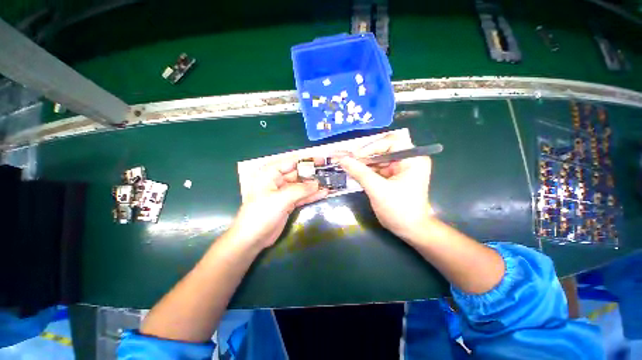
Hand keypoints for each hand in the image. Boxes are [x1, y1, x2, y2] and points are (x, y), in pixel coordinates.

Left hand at [229, 156, 328, 248]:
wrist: (252, 238)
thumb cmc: (261, 214)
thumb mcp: (281, 199)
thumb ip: (300, 190)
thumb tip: (317, 184)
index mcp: (271, 173)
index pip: (292, 162)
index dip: (308, 161)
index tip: (323, 160)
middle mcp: (278, 180)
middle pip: (299, 173)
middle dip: (313, 173)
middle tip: (330, 173)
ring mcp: (284, 192)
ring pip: (302, 185)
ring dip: (315, 185)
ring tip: (330, 182)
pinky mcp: (288, 203)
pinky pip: (302, 196)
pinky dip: (312, 195)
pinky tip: (324, 193)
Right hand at [336, 134, 432, 240]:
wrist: (410, 231)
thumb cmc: (399, 210)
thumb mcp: (378, 190)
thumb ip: (359, 172)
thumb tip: (342, 159)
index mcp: (412, 159)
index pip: (390, 142)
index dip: (371, 147)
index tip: (354, 156)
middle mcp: (407, 160)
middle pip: (382, 150)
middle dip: (363, 156)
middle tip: (346, 159)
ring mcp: (399, 168)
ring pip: (377, 159)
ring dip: (362, 163)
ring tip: (345, 164)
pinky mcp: (392, 176)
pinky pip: (376, 169)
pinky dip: (365, 171)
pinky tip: (353, 171)